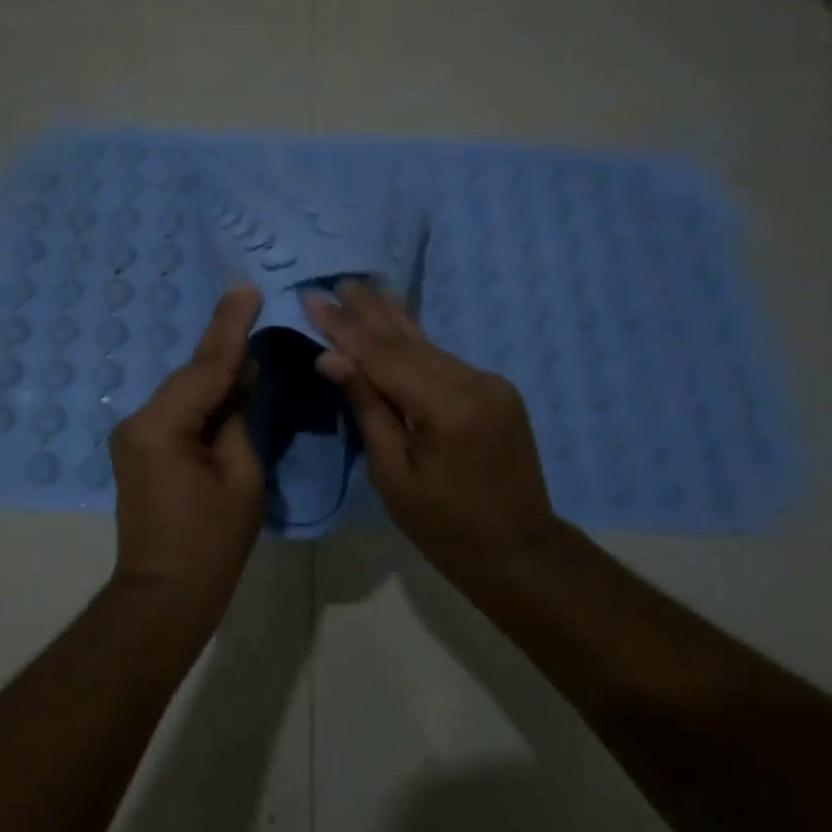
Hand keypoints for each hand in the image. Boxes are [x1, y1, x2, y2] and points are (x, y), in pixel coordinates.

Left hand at [109, 285, 265, 610]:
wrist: (164, 594)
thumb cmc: (212, 543)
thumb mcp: (242, 477)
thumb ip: (237, 419)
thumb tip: (240, 379)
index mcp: (162, 426)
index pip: (205, 366)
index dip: (230, 327)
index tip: (247, 289)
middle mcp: (138, 421)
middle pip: (192, 374)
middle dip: (225, 346)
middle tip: (253, 305)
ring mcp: (133, 434)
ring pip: (185, 391)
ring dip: (217, 374)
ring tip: (251, 345)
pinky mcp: (139, 448)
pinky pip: (177, 411)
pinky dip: (204, 399)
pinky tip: (231, 385)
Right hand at [306, 280, 562, 580]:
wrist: (519, 550)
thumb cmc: (444, 526)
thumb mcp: (392, 474)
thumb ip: (367, 408)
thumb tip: (332, 358)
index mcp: (447, 408)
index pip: (383, 356)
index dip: (344, 328)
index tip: (312, 299)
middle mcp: (474, 383)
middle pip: (408, 340)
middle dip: (369, 310)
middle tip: (337, 280)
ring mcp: (490, 384)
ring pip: (429, 345)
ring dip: (392, 319)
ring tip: (364, 288)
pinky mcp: (496, 391)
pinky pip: (444, 361)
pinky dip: (415, 344)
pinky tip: (396, 325)